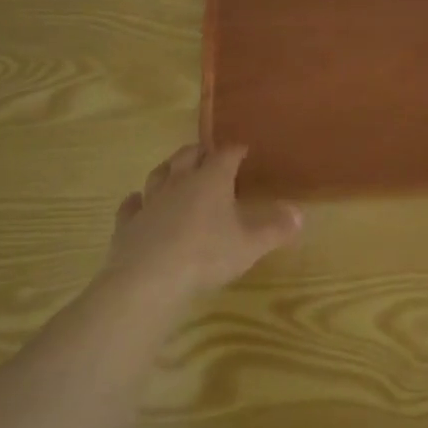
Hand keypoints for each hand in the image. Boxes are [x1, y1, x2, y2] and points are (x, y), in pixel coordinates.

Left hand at [107, 144, 301, 298]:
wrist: (149, 279)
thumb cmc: (206, 256)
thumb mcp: (250, 246)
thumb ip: (275, 229)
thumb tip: (300, 214)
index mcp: (211, 180)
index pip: (226, 155)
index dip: (235, 150)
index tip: (243, 149)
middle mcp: (179, 182)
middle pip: (188, 156)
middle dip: (200, 152)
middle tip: (208, 154)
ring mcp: (150, 200)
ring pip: (158, 174)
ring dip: (168, 169)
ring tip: (174, 170)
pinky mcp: (128, 223)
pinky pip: (131, 205)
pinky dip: (135, 201)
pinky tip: (136, 201)